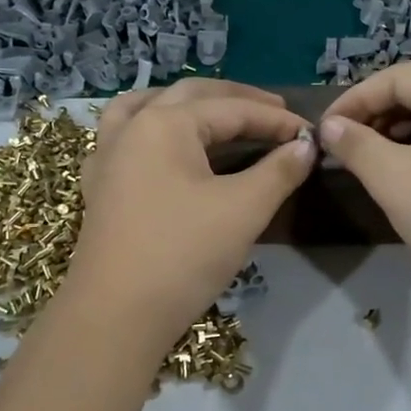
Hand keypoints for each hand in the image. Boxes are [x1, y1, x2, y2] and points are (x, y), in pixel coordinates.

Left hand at [66, 79, 314, 346]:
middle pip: (190, 96)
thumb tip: (305, 146)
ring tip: (211, 110)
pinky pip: (123, 137)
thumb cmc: (183, 254)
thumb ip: (279, 171)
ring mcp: (107, 156)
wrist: (116, 314)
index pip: (232, 110)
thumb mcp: (243, 210)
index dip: (276, 120)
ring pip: (146, 107)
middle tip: (274, 112)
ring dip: (184, 103)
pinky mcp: (100, 187)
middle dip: (236, 100)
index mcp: (165, 124)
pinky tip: (160, 145)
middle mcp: (132, 128)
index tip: (310, 133)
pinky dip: (149, 127)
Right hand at [319, 63, 410, 326]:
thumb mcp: (395, 179)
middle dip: (377, 114)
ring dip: (398, 132)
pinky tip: (404, 173)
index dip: (355, 98)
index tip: (324, 127)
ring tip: (368, 158)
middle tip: (343, 143)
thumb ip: (356, 145)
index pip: (399, 77)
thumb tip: (329, 126)